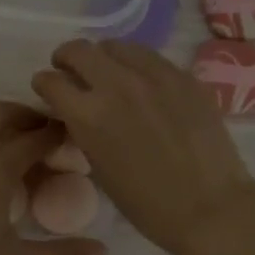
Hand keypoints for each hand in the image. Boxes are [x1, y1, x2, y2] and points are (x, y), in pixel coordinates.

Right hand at [33, 40, 254, 254]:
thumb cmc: (148, 204)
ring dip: (103, 58)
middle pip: (79, 51)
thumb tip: (78, 113)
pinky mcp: (183, 76)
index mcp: (89, 116)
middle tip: (70, 71)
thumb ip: (84, 132)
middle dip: (67, 59)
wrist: (209, 207)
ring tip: (108, 73)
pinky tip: (143, 84)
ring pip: (116, 46)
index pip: (52, 82)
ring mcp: (154, 76)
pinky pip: (150, 58)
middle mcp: (117, 85)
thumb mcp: (100, 169)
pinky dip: (136, 66)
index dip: (44, 84)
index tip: (47, 89)